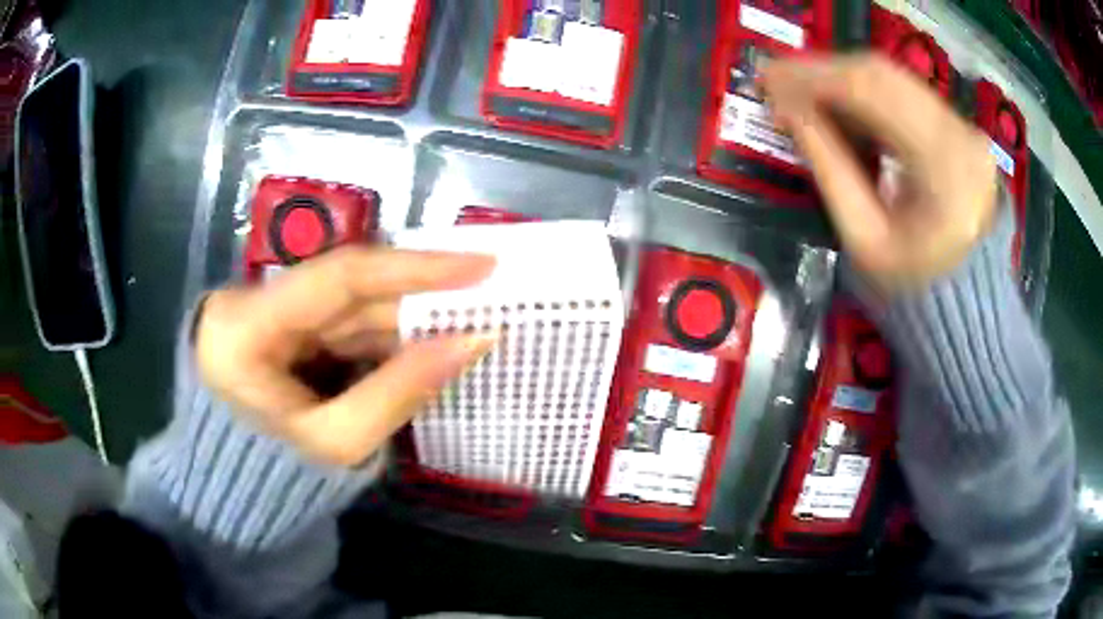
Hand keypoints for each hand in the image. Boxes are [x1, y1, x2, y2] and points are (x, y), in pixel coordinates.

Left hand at [195, 247, 496, 466]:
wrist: (235, 496)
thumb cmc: (274, 480)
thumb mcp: (337, 443)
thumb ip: (401, 389)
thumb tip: (473, 341)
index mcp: (246, 326)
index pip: (338, 277)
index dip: (413, 268)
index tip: (479, 264)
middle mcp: (252, 304)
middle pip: (346, 290)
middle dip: (417, 296)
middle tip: (485, 293)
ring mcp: (266, 315)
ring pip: (348, 307)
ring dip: (405, 317)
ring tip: (466, 317)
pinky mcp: (280, 332)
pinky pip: (341, 326)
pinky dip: (384, 336)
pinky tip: (425, 340)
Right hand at [761, 54, 998, 293]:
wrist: (967, 305)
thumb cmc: (915, 287)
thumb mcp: (864, 236)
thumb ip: (828, 166)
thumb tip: (787, 110)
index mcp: (944, 171)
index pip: (871, 93)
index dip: (813, 77)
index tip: (767, 77)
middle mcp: (962, 136)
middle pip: (882, 74)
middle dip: (823, 71)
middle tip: (778, 79)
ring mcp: (965, 129)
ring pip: (893, 77)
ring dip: (842, 79)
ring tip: (803, 93)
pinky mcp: (961, 130)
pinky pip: (906, 94)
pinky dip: (867, 94)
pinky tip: (840, 105)